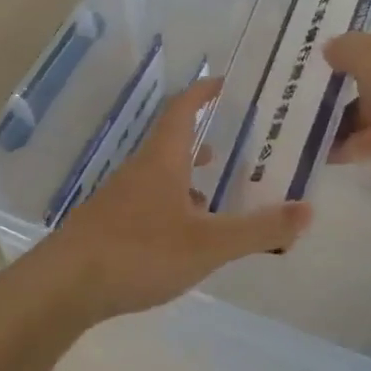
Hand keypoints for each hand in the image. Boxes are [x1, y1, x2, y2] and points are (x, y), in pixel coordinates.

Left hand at [38, 77, 311, 320]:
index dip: (203, 93)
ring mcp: (119, 198)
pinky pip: (148, 202)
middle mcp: (138, 171)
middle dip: (202, 138)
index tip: (224, 83)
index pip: (182, 109)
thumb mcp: (208, 244)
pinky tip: (182, 235)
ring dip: (188, 175)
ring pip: (160, 175)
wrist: (63, 287)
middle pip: (171, 141)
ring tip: (216, 192)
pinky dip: (172, 205)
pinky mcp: (107, 226)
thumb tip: (307, 210)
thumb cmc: (139, 253)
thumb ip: (258, 229)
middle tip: (235, 144)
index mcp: (162, 161)